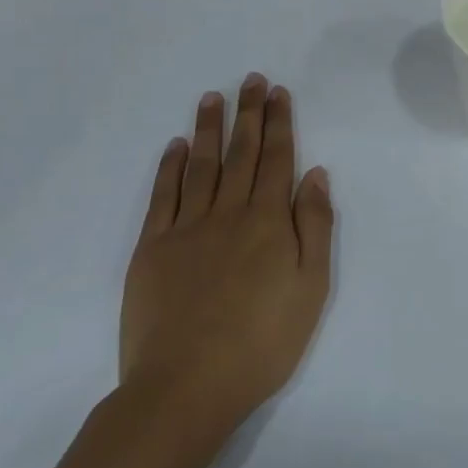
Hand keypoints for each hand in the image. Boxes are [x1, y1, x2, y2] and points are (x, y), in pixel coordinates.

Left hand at [120, 75, 333, 434]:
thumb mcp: (311, 288)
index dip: (279, 123)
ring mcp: (186, 228)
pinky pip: (163, 196)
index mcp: (268, 221)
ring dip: (208, 128)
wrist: (185, 388)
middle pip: (241, 152)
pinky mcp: (152, 248)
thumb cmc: (261, 342)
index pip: (277, 158)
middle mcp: (228, 212)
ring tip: (212, 97)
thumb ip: (315, 226)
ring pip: (200, 165)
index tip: (277, 92)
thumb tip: (315, 173)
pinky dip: (169, 167)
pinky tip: (174, 146)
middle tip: (251, 79)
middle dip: (249, 113)